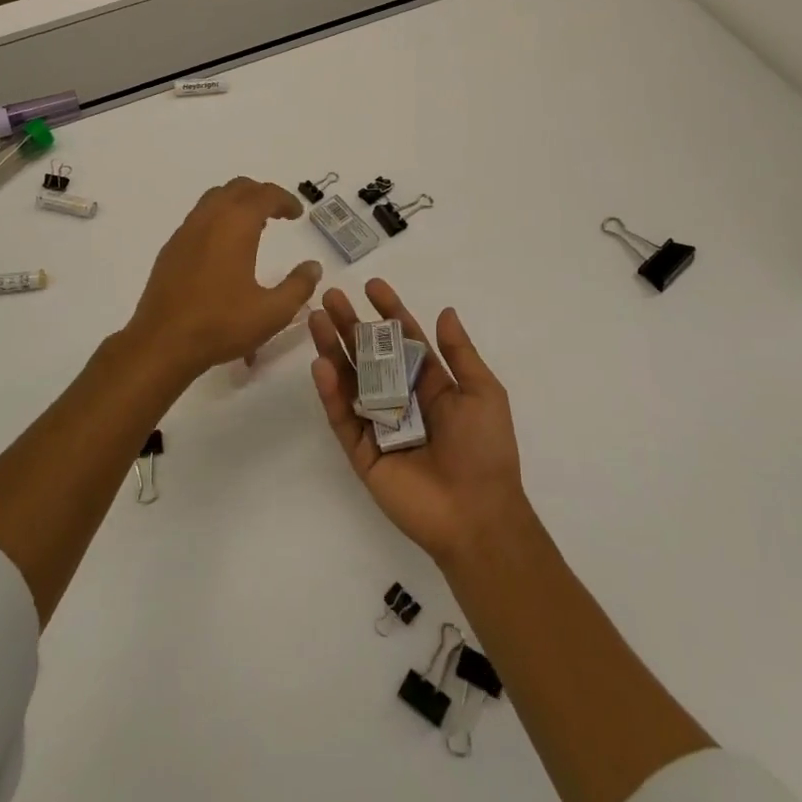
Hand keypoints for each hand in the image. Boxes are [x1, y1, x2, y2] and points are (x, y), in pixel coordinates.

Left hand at [122, 177, 323, 381]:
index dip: (285, 200)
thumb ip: (298, 286)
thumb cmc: (221, 325)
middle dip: (261, 194)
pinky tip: (224, 247)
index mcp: (236, 225)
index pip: (265, 195)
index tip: (298, 214)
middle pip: (238, 188)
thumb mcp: (272, 312)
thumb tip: (313, 266)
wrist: (162, 343)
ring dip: (238, 203)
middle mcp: (209, 218)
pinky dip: (218, 217)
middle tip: (279, 213)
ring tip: (254, 225)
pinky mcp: (171, 248)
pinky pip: (199, 217)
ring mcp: (185, 231)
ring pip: (214, 198)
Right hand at [309, 279, 528, 564]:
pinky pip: (343, 418)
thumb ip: (459, 353)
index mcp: (431, 384)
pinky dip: (331, 393)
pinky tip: (322, 365)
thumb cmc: (485, 449)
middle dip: (351, 325)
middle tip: (331, 297)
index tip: (372, 286)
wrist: (477, 515)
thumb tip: (445, 311)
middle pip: (370, 355)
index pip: (405, 340)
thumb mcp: (482, 392)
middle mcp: (401, 399)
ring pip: (350, 381)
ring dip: (333, 350)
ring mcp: (379, 426)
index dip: (389, 312)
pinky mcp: (362, 453)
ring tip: (316, 320)